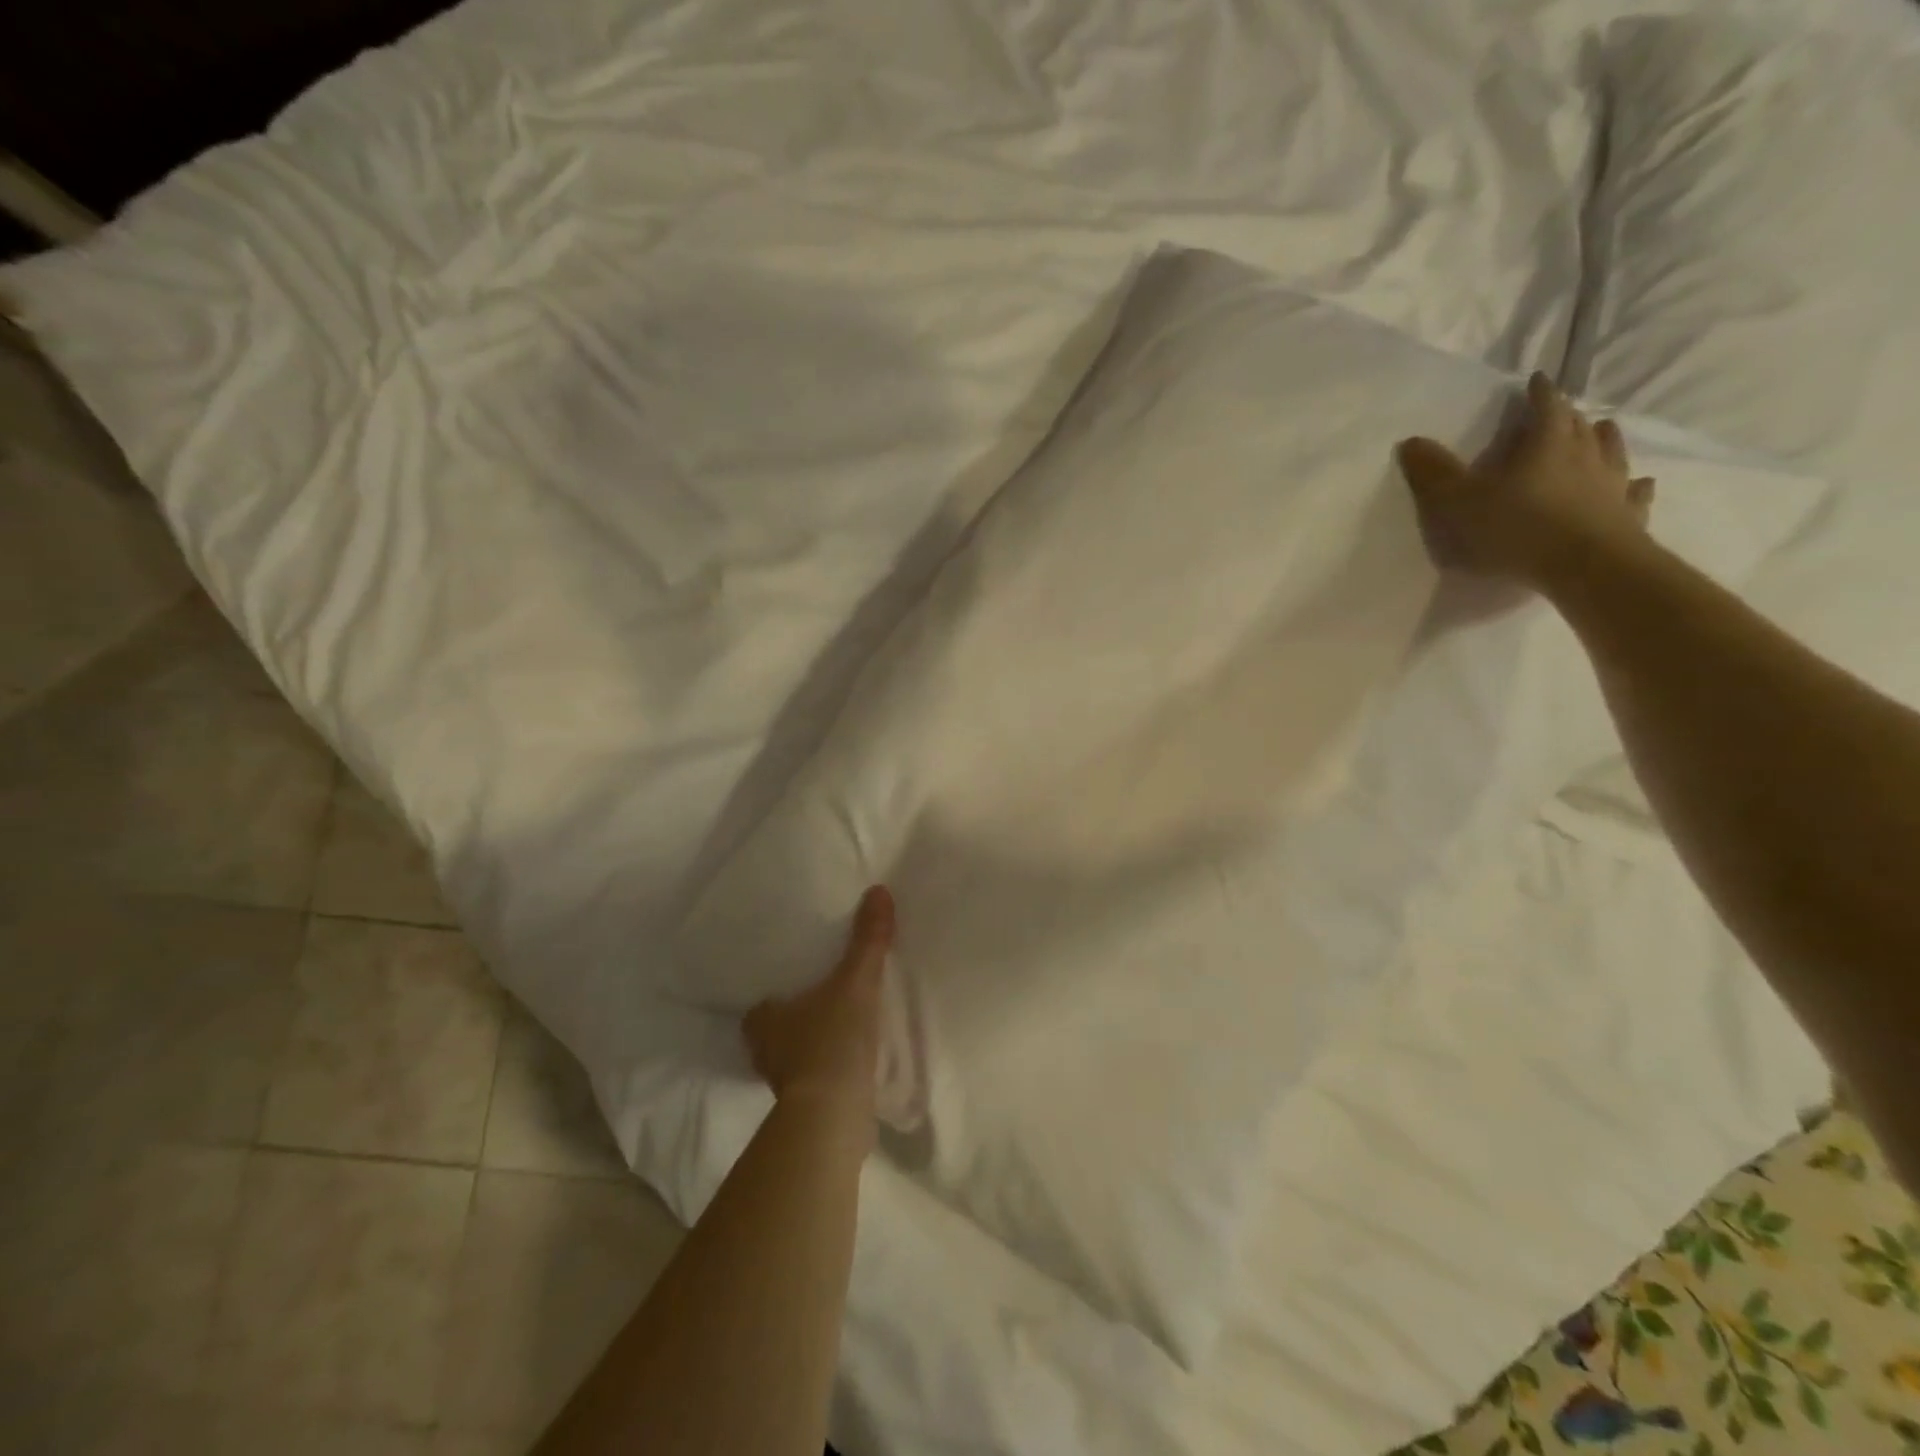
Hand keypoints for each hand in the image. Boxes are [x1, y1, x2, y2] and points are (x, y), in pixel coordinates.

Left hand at [743, 885, 894, 1116]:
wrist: (836, 1115)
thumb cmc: (832, 1040)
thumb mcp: (855, 982)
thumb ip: (867, 940)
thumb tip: (878, 890)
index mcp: (763, 1020)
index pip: (760, 1004)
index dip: (773, 995)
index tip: (793, 983)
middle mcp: (765, 1053)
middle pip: (774, 1030)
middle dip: (792, 1019)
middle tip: (819, 999)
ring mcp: (784, 1083)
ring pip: (792, 1055)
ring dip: (810, 1044)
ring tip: (838, 1025)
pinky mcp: (806, 1106)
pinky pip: (813, 1077)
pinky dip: (826, 1068)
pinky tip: (849, 1059)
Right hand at [1397, 372, 1655, 589]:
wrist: (1585, 567)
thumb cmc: (1516, 528)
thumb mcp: (1458, 502)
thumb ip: (1434, 472)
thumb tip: (1411, 440)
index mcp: (1547, 443)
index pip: (1546, 406)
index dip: (1539, 392)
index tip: (1536, 380)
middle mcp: (1586, 455)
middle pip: (1580, 425)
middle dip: (1569, 415)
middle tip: (1562, 410)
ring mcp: (1613, 485)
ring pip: (1612, 451)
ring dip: (1605, 439)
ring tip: (1603, 431)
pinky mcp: (1628, 515)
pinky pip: (1635, 493)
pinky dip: (1635, 484)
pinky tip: (1639, 483)